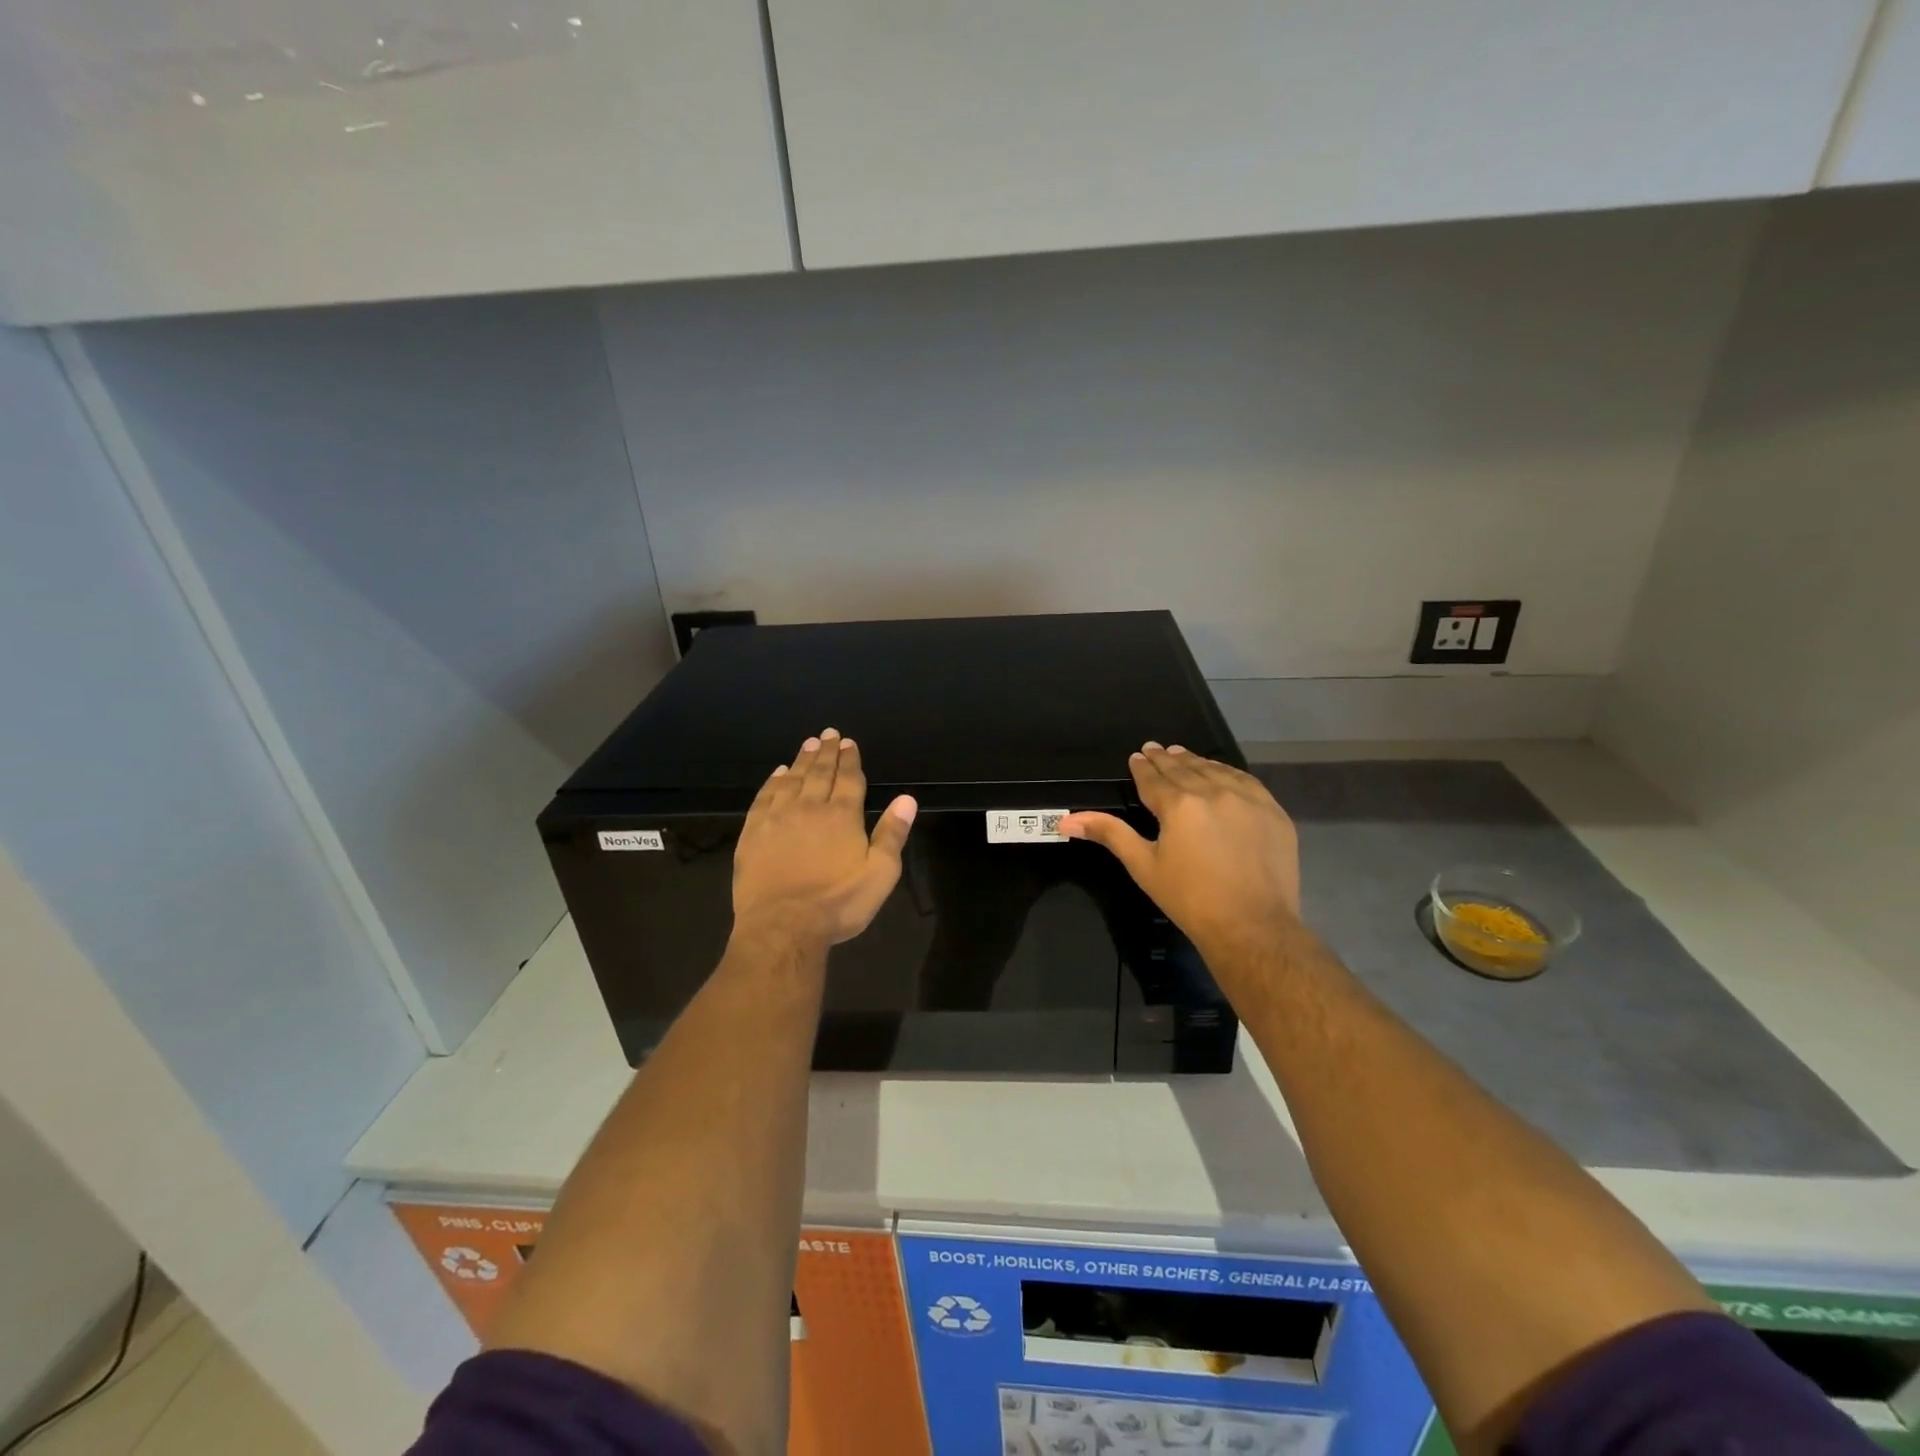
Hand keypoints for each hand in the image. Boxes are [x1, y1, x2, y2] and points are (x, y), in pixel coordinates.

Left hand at [732, 728, 917, 947]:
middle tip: (828, 734)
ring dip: (802, 760)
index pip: (849, 779)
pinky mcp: (753, 833)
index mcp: (843, 816)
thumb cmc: (838, 903)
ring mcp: (778, 818)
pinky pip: (765, 797)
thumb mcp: (880, 874)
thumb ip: (892, 834)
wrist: (783, 926)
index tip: (849, 742)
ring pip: (792, 780)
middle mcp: (810, 807)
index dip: (850, 759)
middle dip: (827, 752)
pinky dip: (773, 781)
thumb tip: (907, 799)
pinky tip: (778, 773)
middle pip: (820, 773)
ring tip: (808, 744)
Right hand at [1059, 743, 1300, 957]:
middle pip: (1184, 768)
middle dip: (1166, 759)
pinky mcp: (1273, 812)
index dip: (1142, 767)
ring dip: (1196, 762)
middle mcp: (1213, 792)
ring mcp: (1248, 800)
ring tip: (1183, 756)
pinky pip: (1247, 782)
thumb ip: (1109, 834)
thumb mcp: (1143, 865)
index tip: (1137, 756)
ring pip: (1216, 770)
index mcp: (1178, 804)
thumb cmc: (1190, 898)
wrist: (1252, 925)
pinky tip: (1222, 773)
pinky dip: (1229, 773)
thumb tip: (1066, 820)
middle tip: (1155, 749)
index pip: (1154, 778)